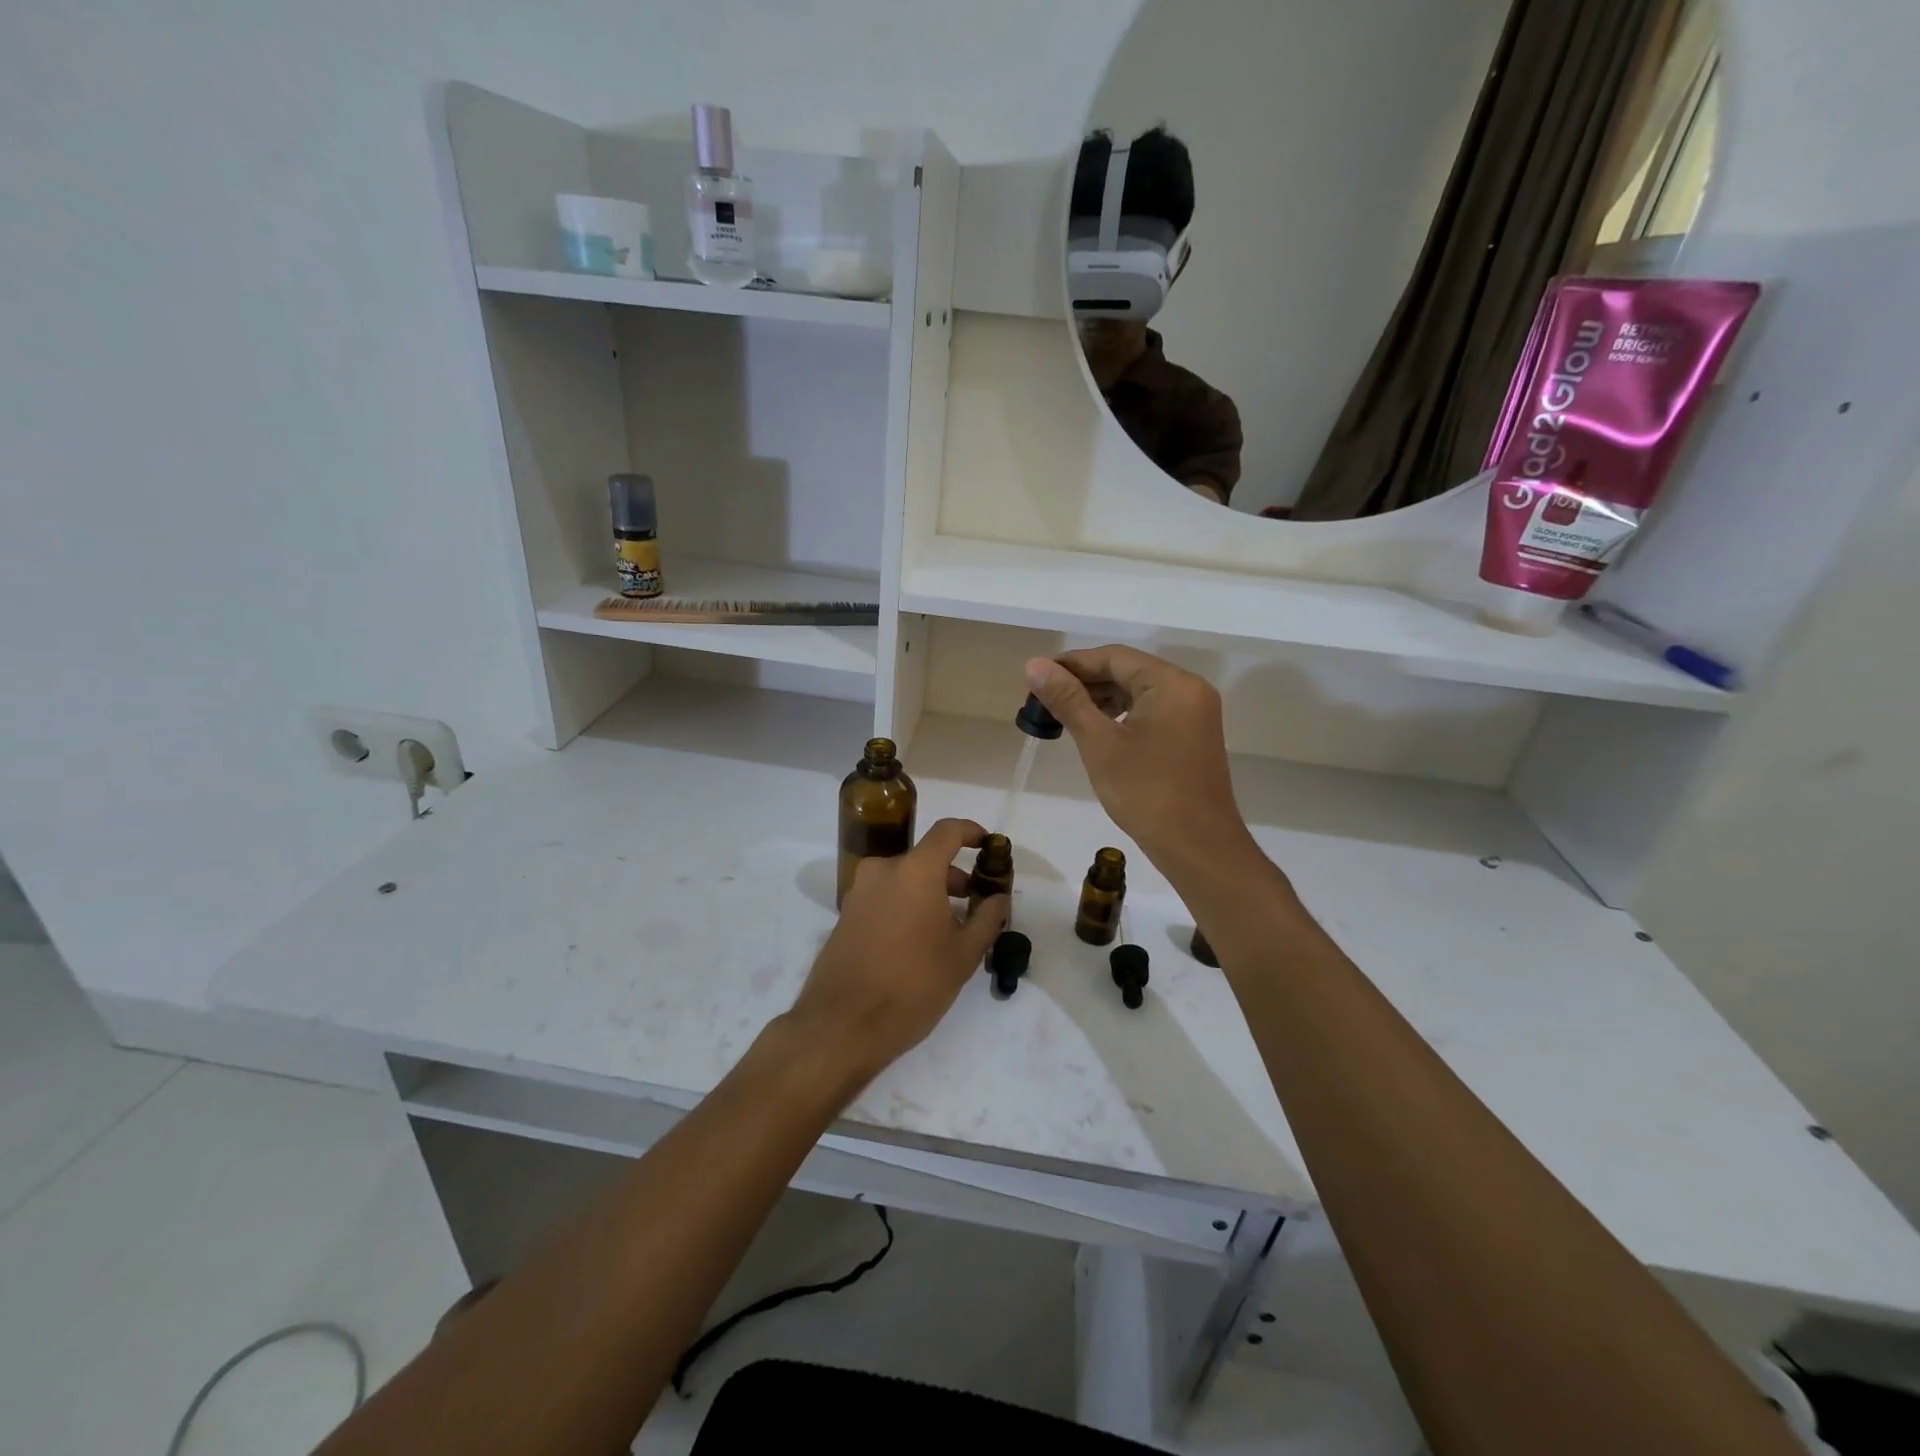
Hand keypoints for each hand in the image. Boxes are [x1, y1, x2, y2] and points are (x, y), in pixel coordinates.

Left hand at [785, 818, 1009, 1087]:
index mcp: (915, 870)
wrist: (842, 1025)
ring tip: (951, 930)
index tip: (988, 846)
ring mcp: (859, 891)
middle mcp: (883, 870)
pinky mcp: (846, 914)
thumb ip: (986, 919)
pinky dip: (907, 905)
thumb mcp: (962, 956)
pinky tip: (920, 941)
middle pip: (926, 859)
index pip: (948, 831)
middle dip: (954, 876)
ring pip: (905, 879)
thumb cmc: (912, 985)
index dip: (972, 832)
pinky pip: (886, 896)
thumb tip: (999, 898)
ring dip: (930, 893)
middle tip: (976, 904)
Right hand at [1024, 647, 1252, 876]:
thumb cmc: (1147, 793)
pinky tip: (1094, 729)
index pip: (1114, 657)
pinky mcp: (1191, 735)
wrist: (1198, 847)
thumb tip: (1034, 665)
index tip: (1036, 677)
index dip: (1072, 664)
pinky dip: (1120, 714)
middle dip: (1084, 682)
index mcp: (1172, 683)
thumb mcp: (1100, 744)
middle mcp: (1189, 689)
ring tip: (1062, 714)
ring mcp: (1194, 713)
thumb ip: (1068, 700)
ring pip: (1138, 691)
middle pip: (1127, 671)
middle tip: (1043, 699)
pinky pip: (1151, 710)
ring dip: (1100, 699)